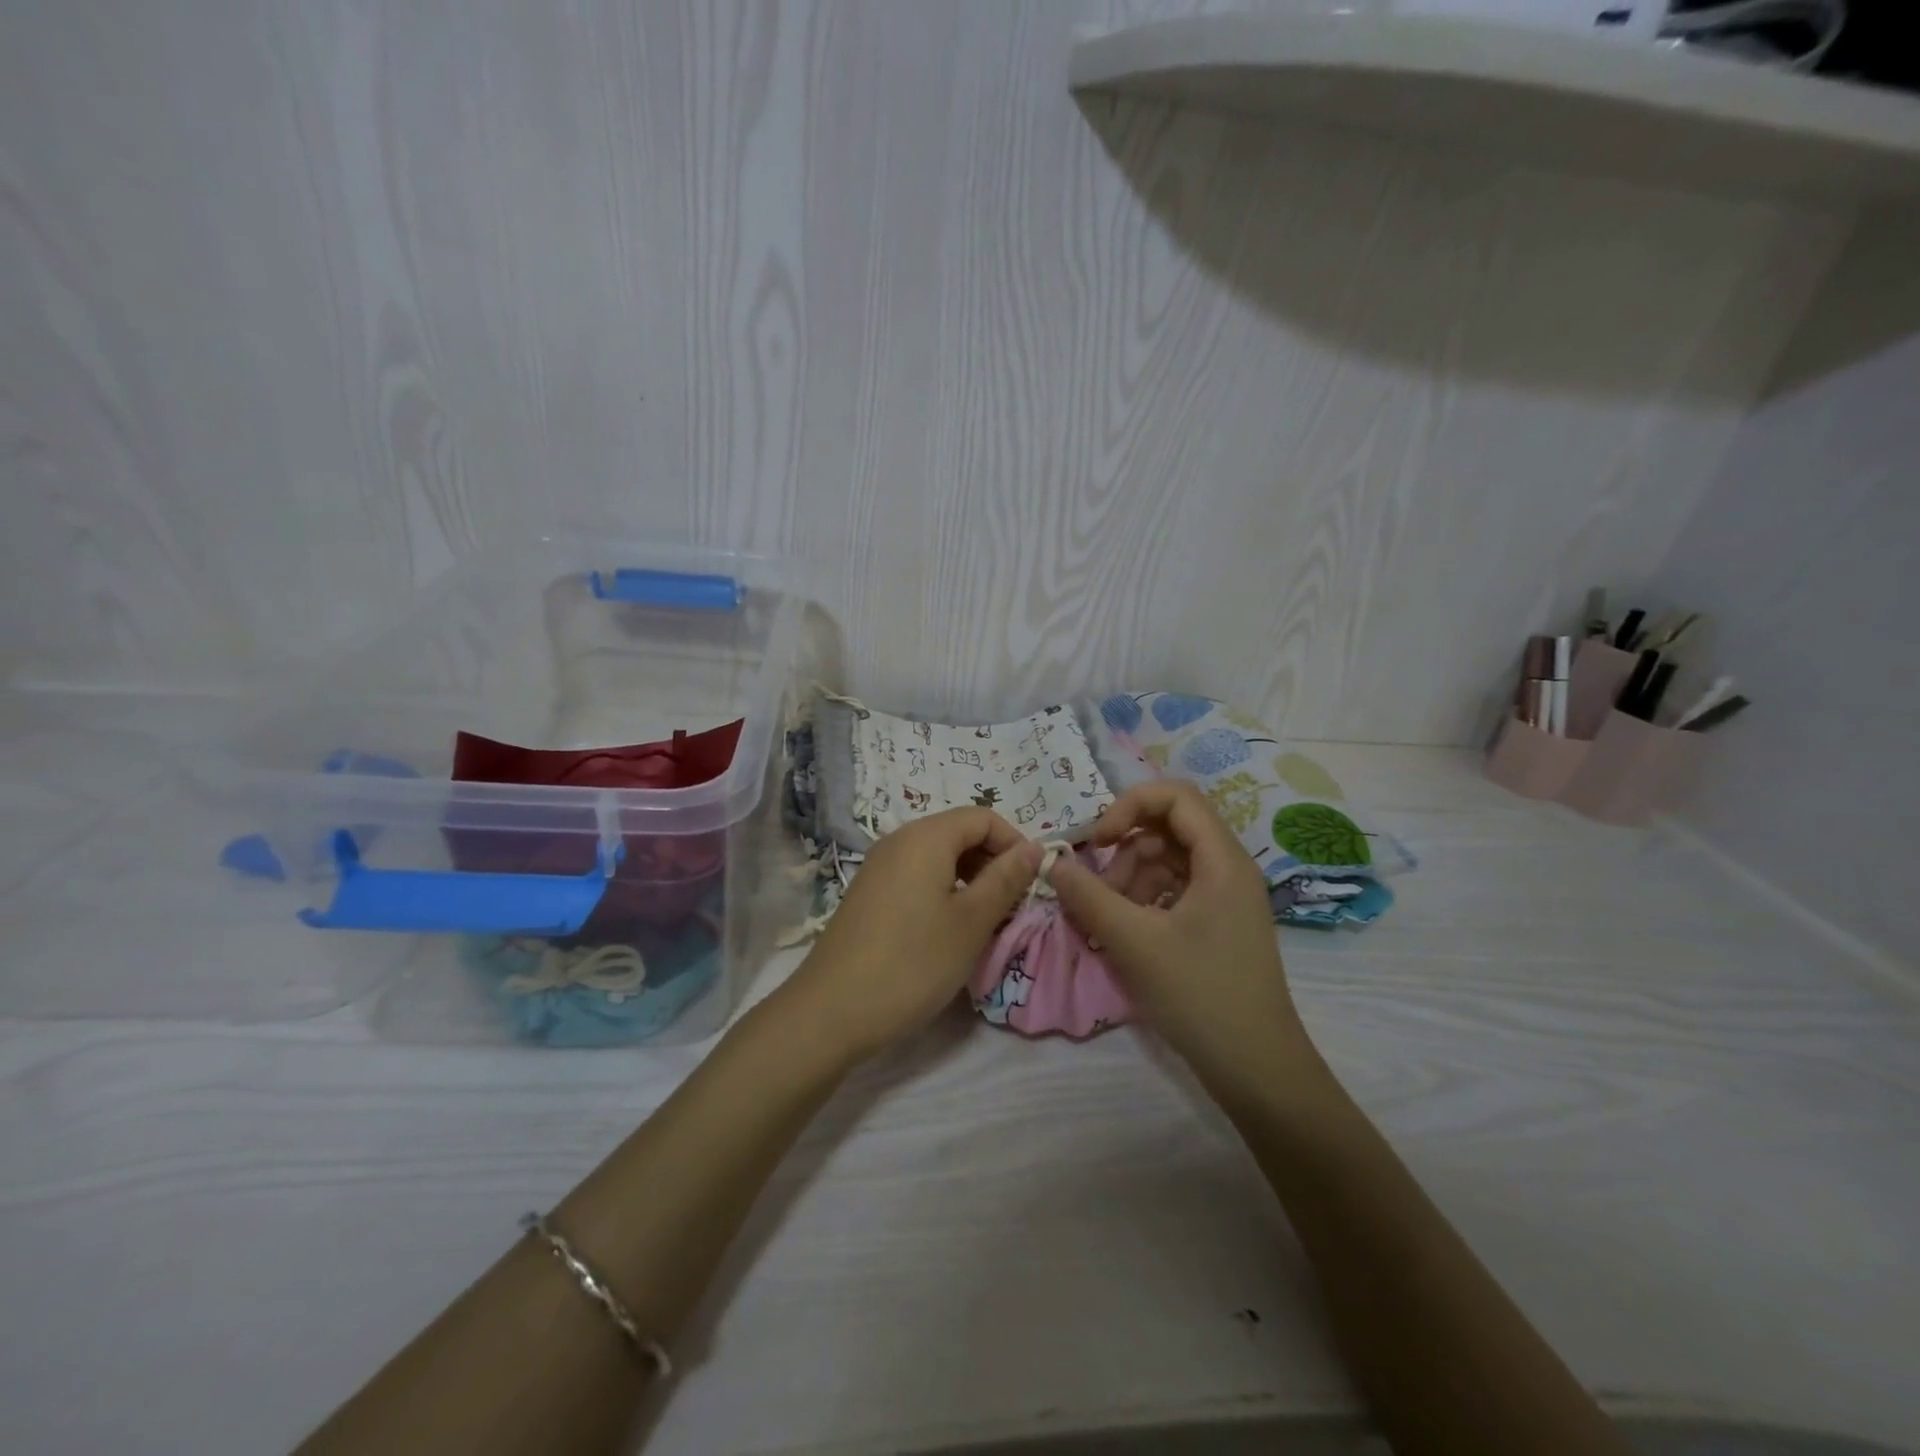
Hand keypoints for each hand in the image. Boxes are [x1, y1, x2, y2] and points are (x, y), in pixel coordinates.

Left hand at [785, 807, 1041, 1061]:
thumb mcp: (971, 922)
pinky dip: (943, 891)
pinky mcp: (869, 893)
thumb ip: (1006, 879)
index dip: (1014, 844)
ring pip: (938, 856)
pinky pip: (916, 875)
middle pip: (959, 833)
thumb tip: (1035, 847)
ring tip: (984, 922)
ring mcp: (879, 866)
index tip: (1031, 884)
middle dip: (993, 862)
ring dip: (970, 879)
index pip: (983, 817)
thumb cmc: (913, 962)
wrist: (832, 1010)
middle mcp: (899, 840)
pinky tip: (948, 930)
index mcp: (926, 836)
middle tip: (1011, 907)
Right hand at [1049, 782, 1307, 1072]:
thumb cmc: (1199, 995)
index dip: (1129, 806)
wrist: (1256, 1068)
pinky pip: (1173, 891)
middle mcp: (1228, 868)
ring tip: (1109, 921)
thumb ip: (1089, 896)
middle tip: (1099, 893)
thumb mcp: (1134, 942)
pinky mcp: (1217, 924)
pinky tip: (1126, 934)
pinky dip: (1144, 902)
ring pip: (1167, 862)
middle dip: (1124, 852)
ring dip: (1130, 880)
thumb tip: (1053, 862)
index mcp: (1222, 860)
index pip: (1176, 796)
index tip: (1096, 841)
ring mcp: (1225, 898)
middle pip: (1168, 829)